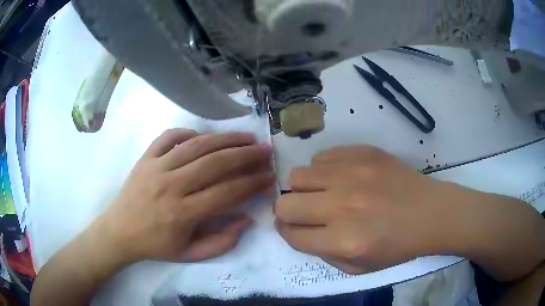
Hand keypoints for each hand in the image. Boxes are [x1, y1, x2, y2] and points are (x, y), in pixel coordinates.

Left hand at [97, 129, 273, 263]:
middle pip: (215, 163)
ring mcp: (156, 167)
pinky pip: (168, 136)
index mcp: (182, 214)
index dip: (251, 183)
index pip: (226, 192)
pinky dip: (187, 132)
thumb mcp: (190, 255)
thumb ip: (222, 242)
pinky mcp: (145, 158)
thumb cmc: (155, 245)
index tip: (269, 176)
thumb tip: (246, 219)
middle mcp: (170, 186)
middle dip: (246, 155)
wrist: (119, 232)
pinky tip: (201, 136)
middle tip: (265, 150)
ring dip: (225, 139)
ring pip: (196, 145)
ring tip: (246, 137)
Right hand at [274, 145, 456, 273]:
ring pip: (298, 176)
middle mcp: (343, 206)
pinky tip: (339, 178)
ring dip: (303, 188)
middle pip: (286, 204)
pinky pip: (321, 157)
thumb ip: (321, 252)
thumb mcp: (358, 267)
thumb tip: (295, 230)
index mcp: (343, 240)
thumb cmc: (396, 245)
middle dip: (286, 211)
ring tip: (322, 192)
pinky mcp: (362, 152)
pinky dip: (323, 170)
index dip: (286, 231)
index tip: (290, 227)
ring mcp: (352, 174)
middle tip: (302, 211)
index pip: (291, 234)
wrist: (430, 213)